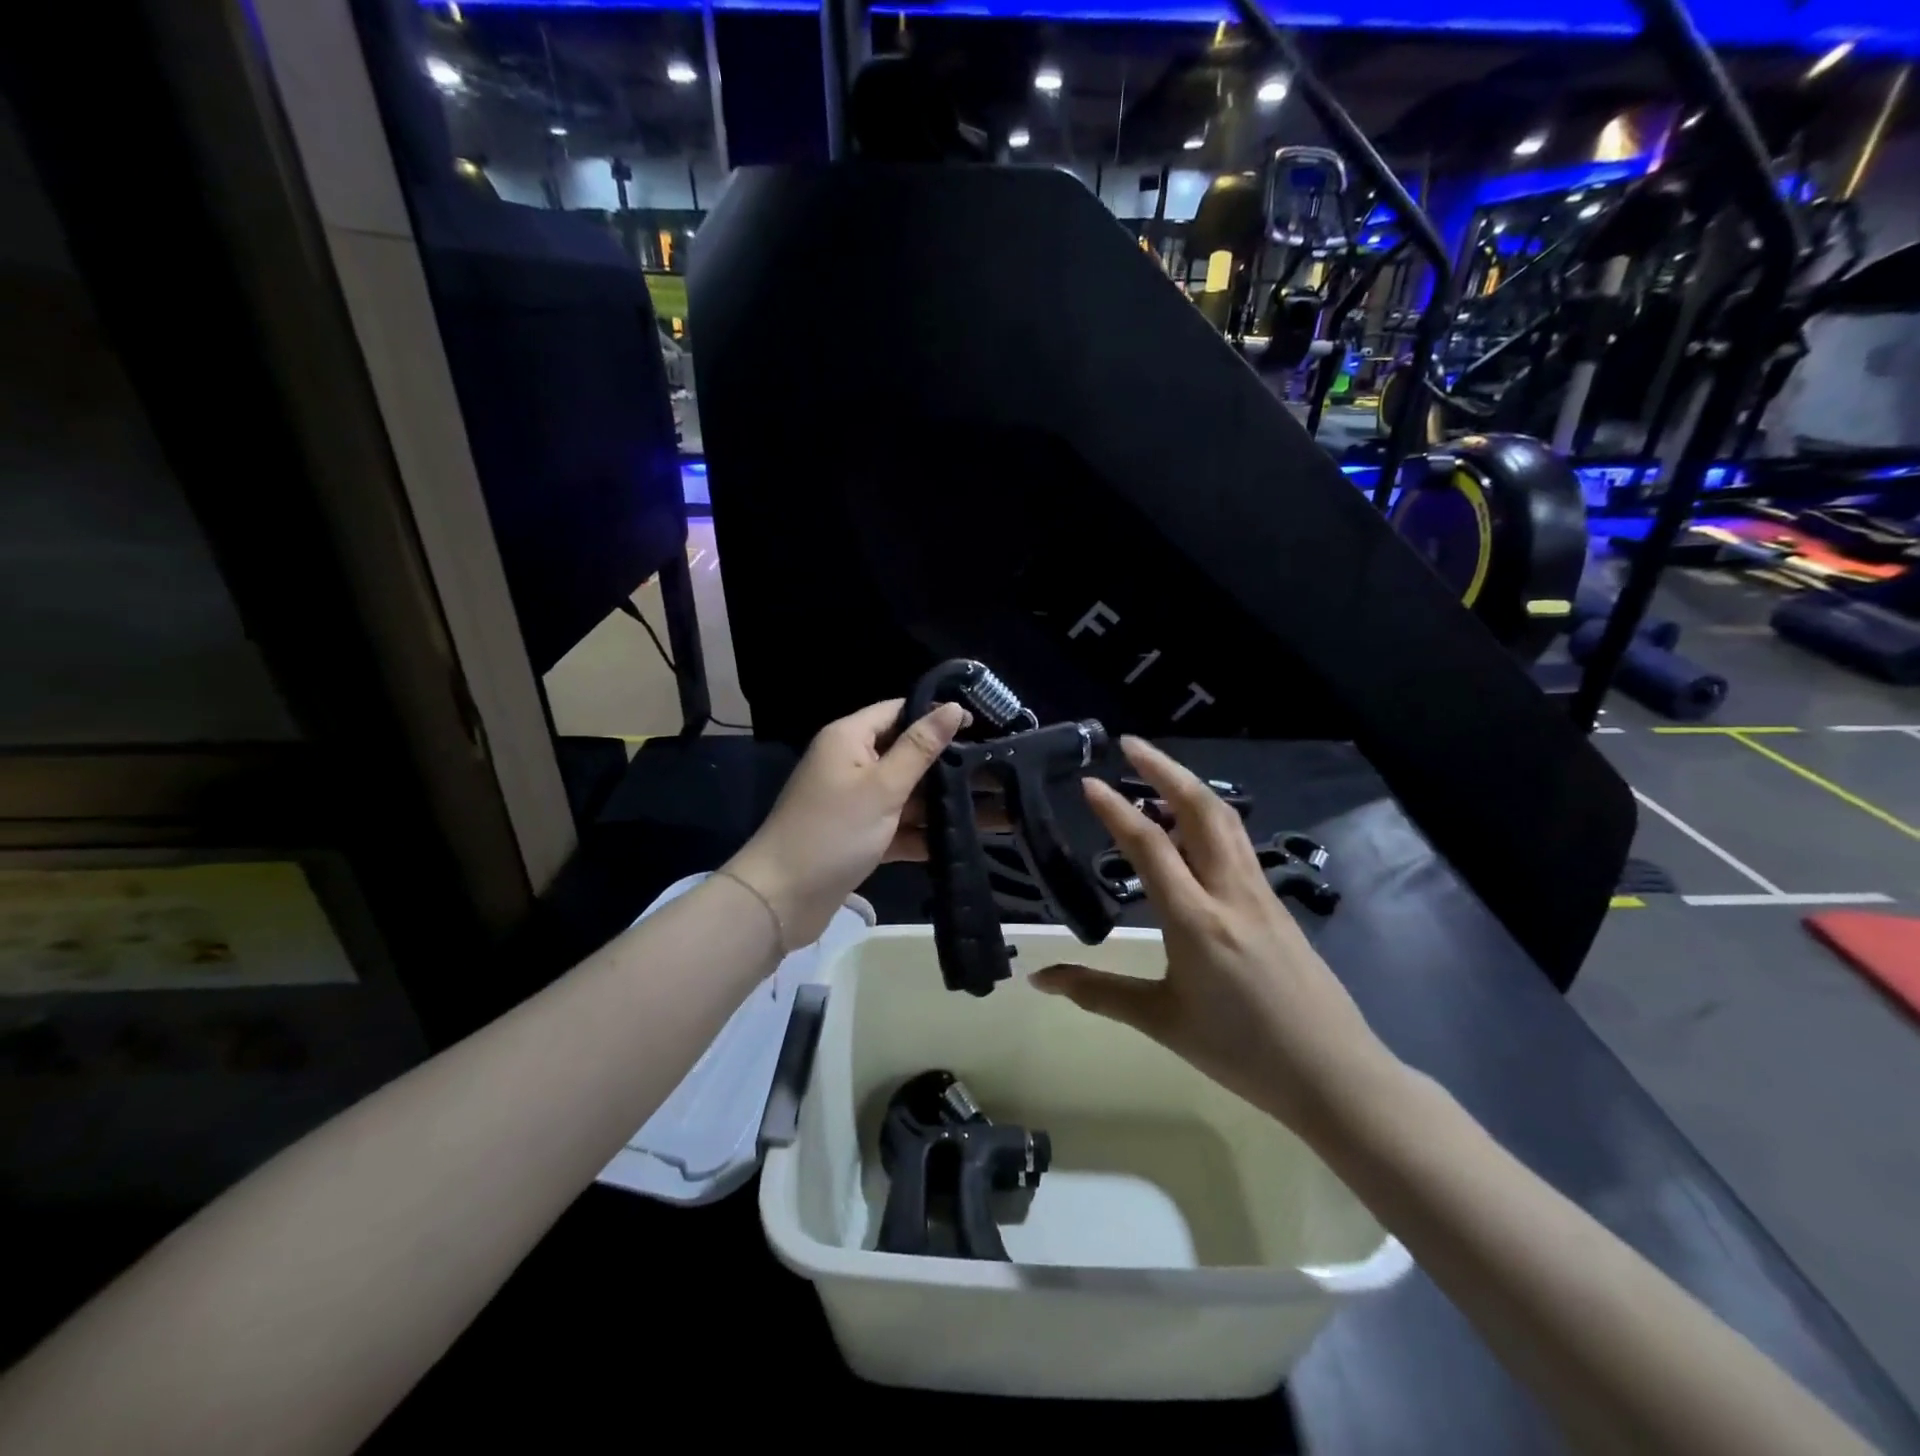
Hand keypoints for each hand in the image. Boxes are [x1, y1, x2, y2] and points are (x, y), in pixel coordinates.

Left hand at [724, 699, 970, 948]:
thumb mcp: (883, 787)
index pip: (899, 710)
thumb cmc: (833, 832)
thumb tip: (952, 708)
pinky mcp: (858, 836)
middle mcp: (851, 764)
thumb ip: (920, 748)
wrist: (781, 899)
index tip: (983, 725)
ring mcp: (854, 802)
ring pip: (906, 794)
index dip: (937, 715)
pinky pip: (896, 826)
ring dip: (941, 802)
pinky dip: (922, 833)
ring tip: (993, 807)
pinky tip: (962, 841)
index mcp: (849, 738)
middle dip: (947, 763)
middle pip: (906, 753)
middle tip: (996, 769)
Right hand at [1032, 737, 1394, 1134]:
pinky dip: (1209, 816)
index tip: (1089, 782)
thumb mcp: (1162, 1021)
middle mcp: (1230, 892)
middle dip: (1164, 769)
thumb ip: (1097, 992)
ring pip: (1225, 820)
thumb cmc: (1241, 1051)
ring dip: (1189, 786)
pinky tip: (1192, 828)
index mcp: (1196, 920)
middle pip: (1200, 810)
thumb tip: (1039, 979)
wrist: (1334, 1075)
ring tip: (1155, 774)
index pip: (1151, 846)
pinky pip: (1238, 843)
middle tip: (1130, 745)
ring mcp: (1259, 894)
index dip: (1116, 810)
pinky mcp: (1276, 903)